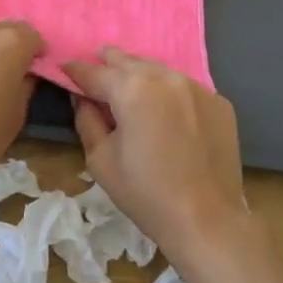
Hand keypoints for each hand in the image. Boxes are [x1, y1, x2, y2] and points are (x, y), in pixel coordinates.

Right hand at [64, 47, 246, 259]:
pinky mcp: (218, 102)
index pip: (95, 72)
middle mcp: (164, 77)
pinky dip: (169, 91)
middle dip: (108, 61)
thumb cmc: (146, 194)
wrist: (208, 221)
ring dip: (140, 73)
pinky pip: (185, 88)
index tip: (64, 67)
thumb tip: (82, 97)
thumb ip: (87, 120)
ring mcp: (196, 87)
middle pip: (128, 61)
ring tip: (129, 79)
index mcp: (131, 89)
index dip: (76, 70)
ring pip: (159, 70)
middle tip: (97, 60)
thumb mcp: (101, 160)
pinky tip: (166, 108)